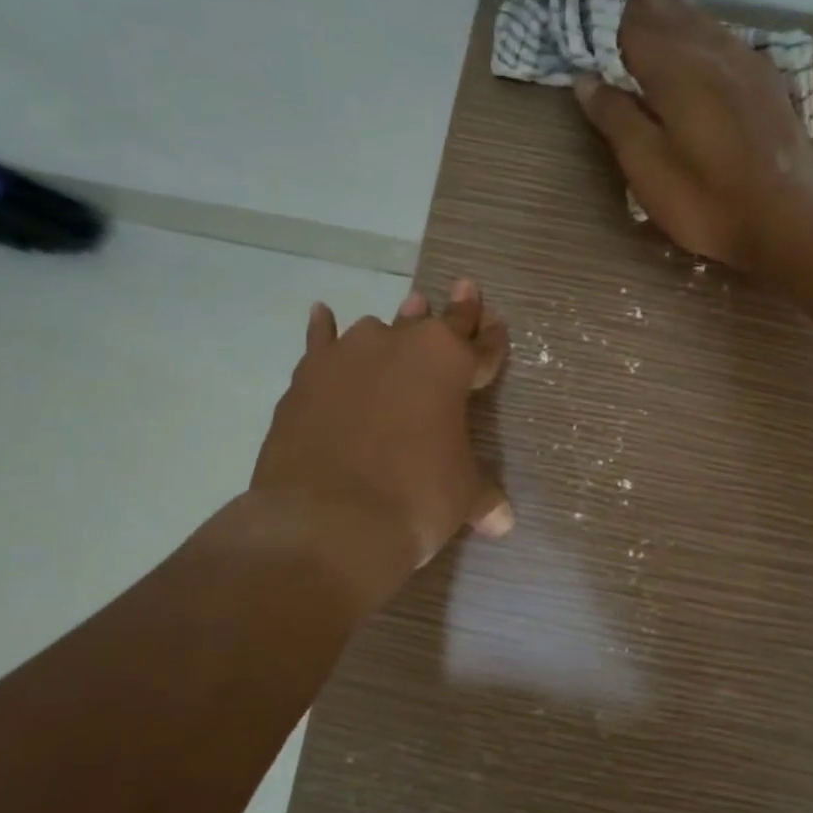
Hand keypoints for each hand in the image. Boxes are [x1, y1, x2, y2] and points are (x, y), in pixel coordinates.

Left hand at [242, 279, 512, 609]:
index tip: (497, 323)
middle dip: (452, 311)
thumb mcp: (462, 497)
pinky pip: (320, 341)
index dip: (492, 338)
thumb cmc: (415, 498)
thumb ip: (483, 497)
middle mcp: (401, 345)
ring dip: (395, 325)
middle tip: (462, 290)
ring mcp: (349, 356)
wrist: (329, 519)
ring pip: (379, 328)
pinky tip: (323, 315)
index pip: (482, 346)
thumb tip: (504, 522)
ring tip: (404, 315)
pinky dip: (323, 329)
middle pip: (434, 322)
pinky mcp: (308, 376)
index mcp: (450, 364)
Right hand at [573, 0, 812, 267]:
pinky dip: (699, 36)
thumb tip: (586, 80)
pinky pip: (725, 40)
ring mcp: (747, 62)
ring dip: (668, 19)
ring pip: (699, 21)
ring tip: (643, 27)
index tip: (578, 28)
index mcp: (675, 65)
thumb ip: (616, 118)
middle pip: (666, 11)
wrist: (787, 223)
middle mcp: (712, 48)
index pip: (627, 25)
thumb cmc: (706, 201)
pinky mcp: (769, 82)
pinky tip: (697, 52)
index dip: (599, 22)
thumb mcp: (647, 168)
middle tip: (604, 21)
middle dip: (632, 12)